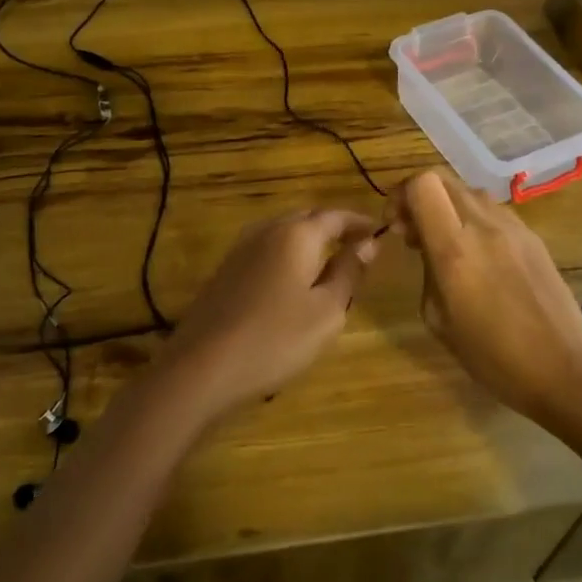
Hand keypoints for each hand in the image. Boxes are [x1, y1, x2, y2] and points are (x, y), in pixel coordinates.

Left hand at [156, 209, 378, 422]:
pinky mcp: (225, 270)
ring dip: (308, 242)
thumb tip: (367, 243)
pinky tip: (292, 283)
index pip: (336, 215)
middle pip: (307, 218)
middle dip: (333, 228)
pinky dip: (286, 256)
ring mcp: (240, 249)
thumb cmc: (276, 338)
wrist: (203, 366)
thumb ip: (348, 272)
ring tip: (329, 266)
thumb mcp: (326, 311)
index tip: (379, 233)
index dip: (359, 222)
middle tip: (357, 249)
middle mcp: (267, 230)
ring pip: (283, 233)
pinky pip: (265, 250)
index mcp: (296, 234)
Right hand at [390, 170, 581, 426]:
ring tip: (445, 243)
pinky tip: (477, 255)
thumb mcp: (439, 319)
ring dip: (448, 206)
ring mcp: (514, 227)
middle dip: (419, 197)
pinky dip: (473, 219)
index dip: (400, 195)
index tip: (396, 225)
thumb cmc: (492, 356)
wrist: (563, 369)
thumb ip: (427, 270)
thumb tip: (426, 246)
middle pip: (443, 178)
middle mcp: (484, 226)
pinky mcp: (533, 236)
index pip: (422, 185)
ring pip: (468, 191)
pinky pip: (493, 211)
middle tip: (414, 232)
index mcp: (455, 249)